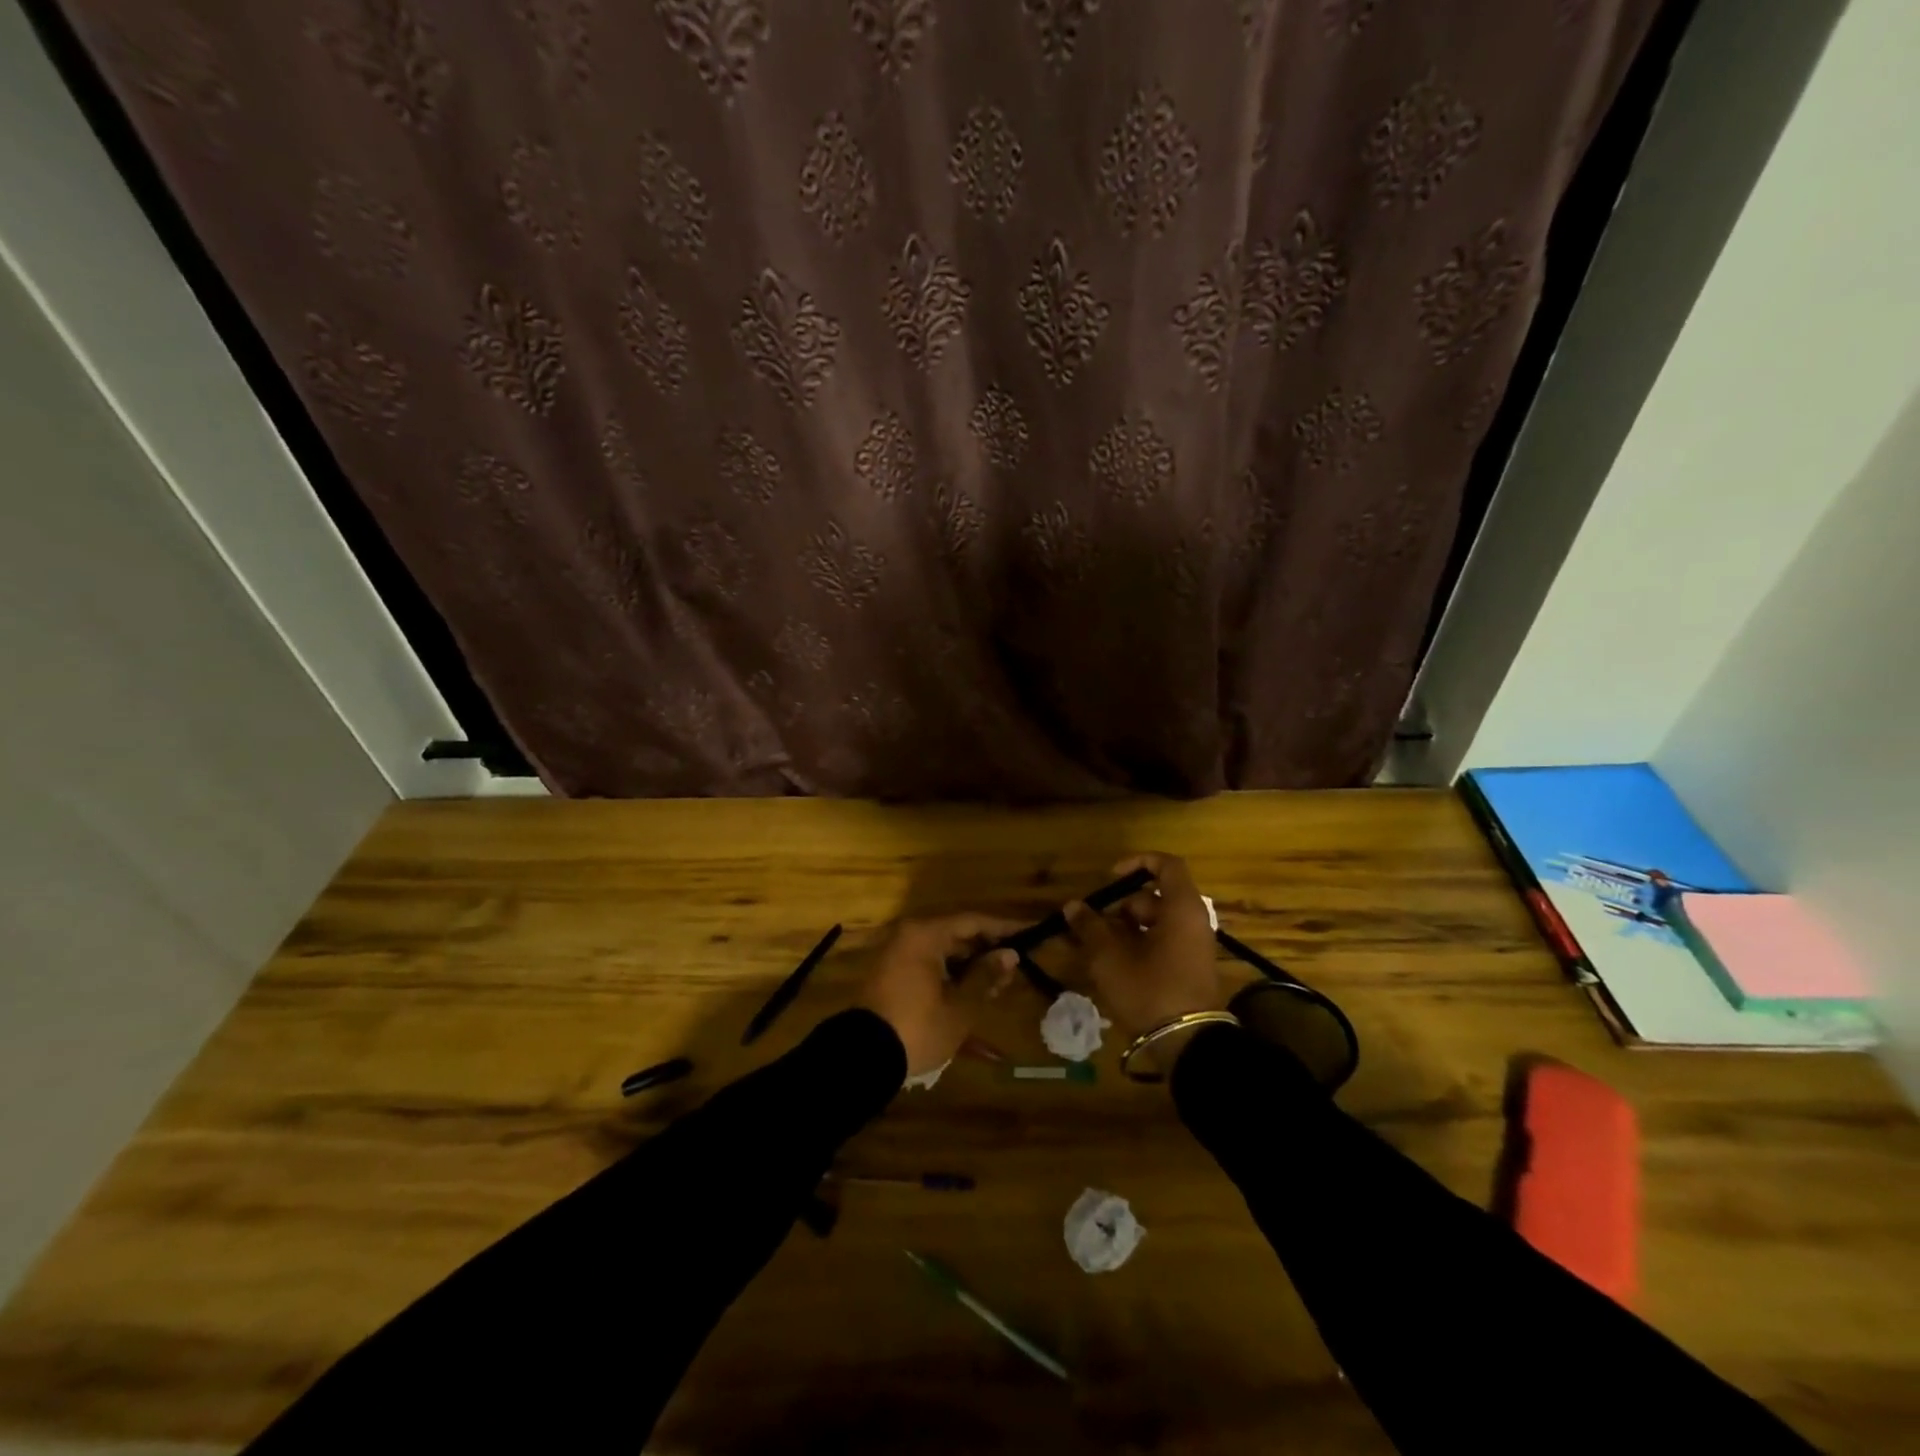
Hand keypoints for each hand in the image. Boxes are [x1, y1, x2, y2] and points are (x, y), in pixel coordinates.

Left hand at [857, 913, 1021, 1076]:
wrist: (863, 1058)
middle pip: (957, 936)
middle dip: (987, 952)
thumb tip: (1010, 954)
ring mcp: (898, 956)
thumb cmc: (918, 1027)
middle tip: (1015, 968)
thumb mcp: (960, 1006)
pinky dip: (950, 979)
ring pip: (943, 954)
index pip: (973, 921)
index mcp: (925, 935)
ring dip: (970, 968)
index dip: (1004, 928)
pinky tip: (971, 996)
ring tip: (998, 987)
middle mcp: (909, 937)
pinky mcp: (892, 976)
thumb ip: (986, 976)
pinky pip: (929, 968)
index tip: (1030, 932)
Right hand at [1065, 853, 1221, 1039]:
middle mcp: (1194, 921)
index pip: (1166, 864)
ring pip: (1157, 922)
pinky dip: (1140, 944)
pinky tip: (1116, 964)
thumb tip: (1072, 906)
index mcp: (1181, 908)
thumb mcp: (1110, 957)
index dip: (1137, 862)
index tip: (1110, 877)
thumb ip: (1089, 926)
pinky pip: (1164, 942)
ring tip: (1099, 947)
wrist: (1188, 1044)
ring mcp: (1195, 946)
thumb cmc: (1150, 989)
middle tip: (1095, 923)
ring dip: (1127, 928)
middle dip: (1122, 905)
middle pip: (1156, 897)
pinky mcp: (1191, 968)